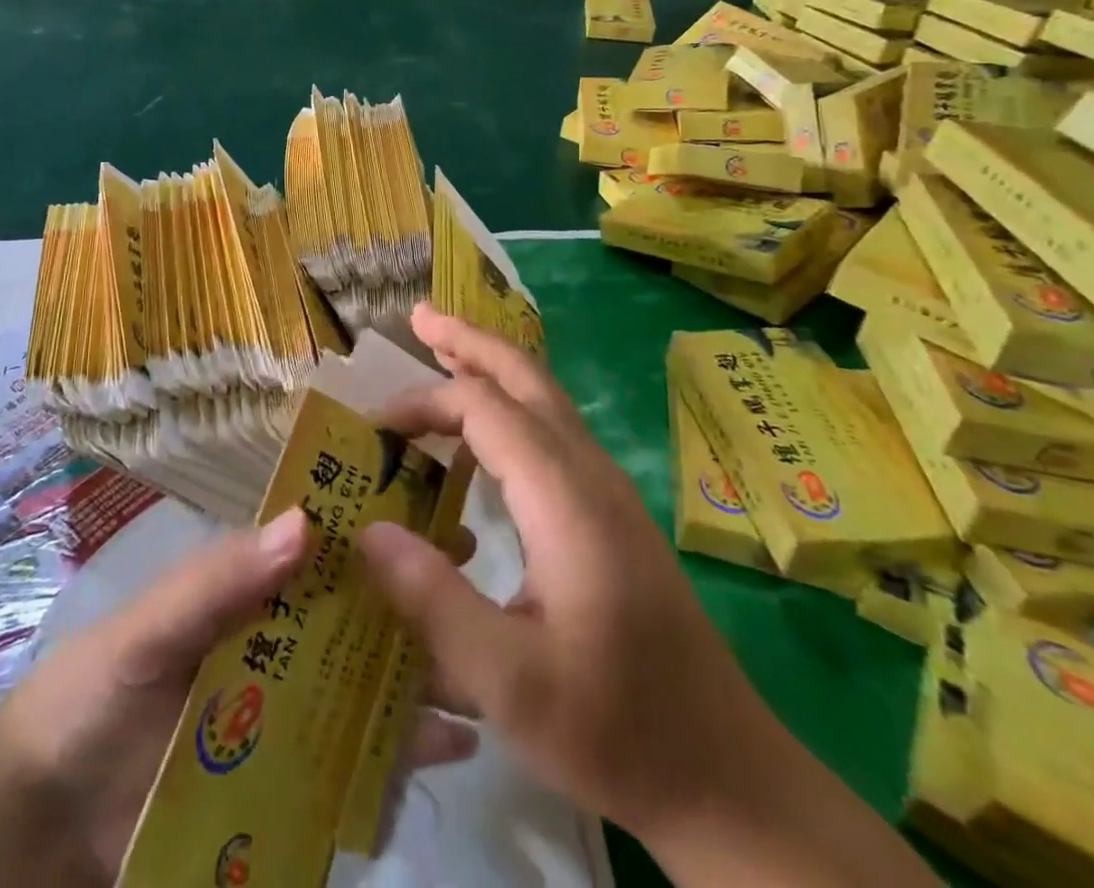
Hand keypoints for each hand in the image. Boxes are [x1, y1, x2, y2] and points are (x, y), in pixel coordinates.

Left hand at [0, 510, 478, 887]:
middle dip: (414, 596)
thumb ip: (218, 583)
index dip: (372, 524)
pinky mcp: (292, 781)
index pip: (321, 547)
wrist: (46, 830)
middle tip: (477, 584)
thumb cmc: (92, 700)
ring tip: (485, 664)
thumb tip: (306, 524)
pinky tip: (455, 747)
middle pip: (358, 613)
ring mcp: (290, 712)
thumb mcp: (147, 630)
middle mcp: (280, 642)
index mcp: (249, 592)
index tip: (432, 505)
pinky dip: (403, 753)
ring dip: (423, 671)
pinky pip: (359, 762)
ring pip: (368, 682)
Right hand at [359, 304, 936, 887]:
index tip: (372, 428)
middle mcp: (591, 476)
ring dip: (492, 368)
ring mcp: (610, 491)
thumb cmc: (616, 729)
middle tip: (419, 317)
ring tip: (443, 353)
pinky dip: (510, 406)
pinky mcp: (614, 514)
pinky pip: (553, 431)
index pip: (485, 410)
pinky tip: (485, 437)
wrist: (726, 776)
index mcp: (567, 500)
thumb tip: (367, 530)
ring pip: (545, 399)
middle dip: (471, 341)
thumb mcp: (510, 683)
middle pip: (527, 377)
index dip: (424, 403)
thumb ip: (433, 602)